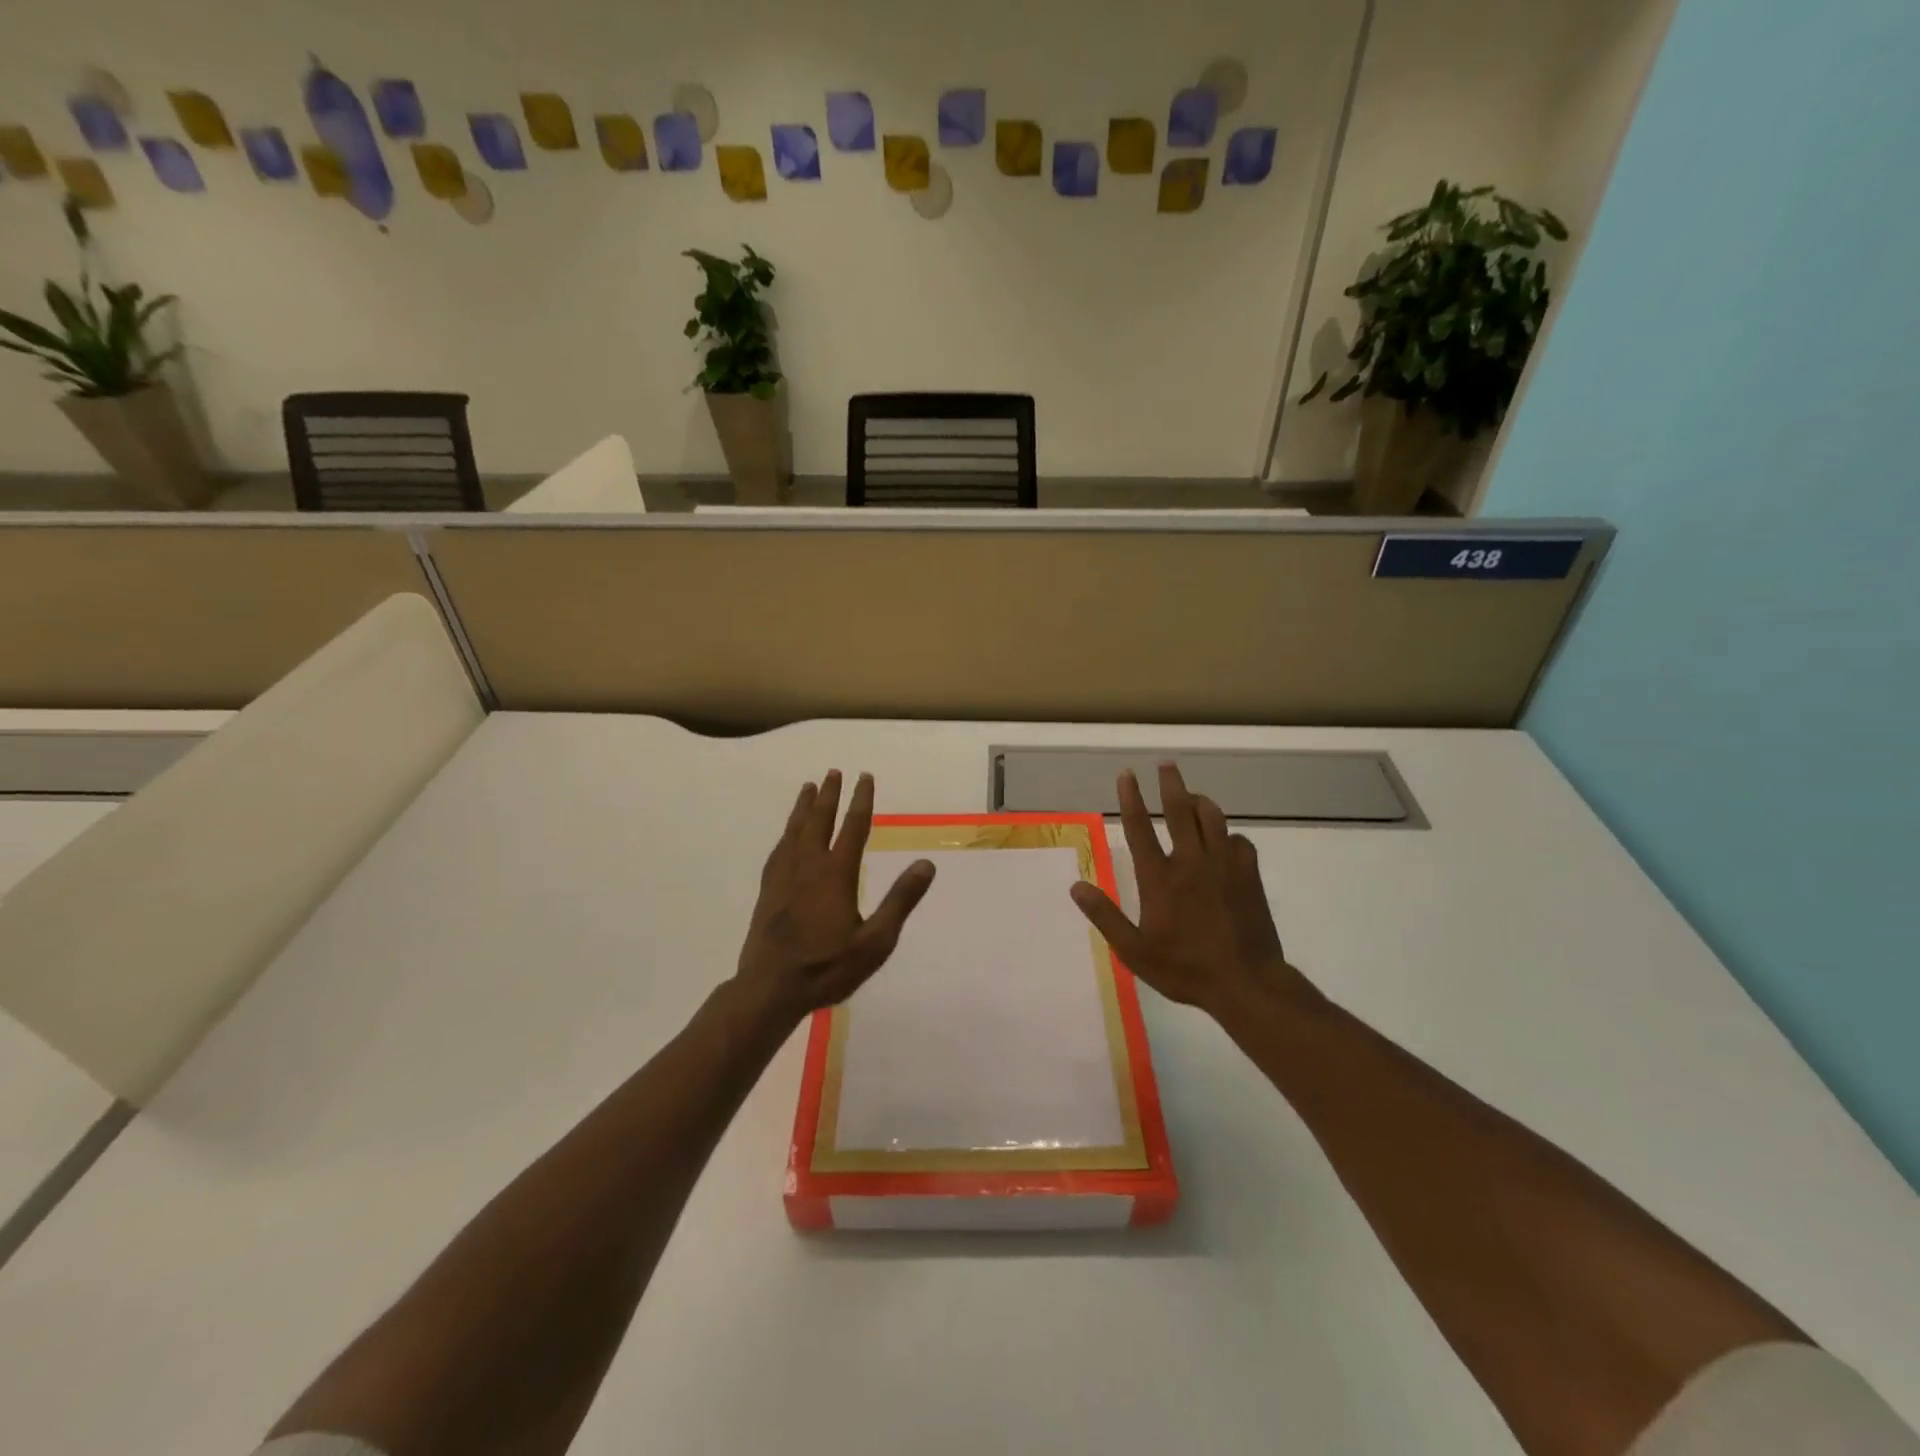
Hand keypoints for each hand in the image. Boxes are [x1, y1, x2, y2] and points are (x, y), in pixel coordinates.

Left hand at [732, 770, 935, 1027]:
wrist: (771, 988)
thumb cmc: (828, 967)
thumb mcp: (876, 942)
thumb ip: (900, 900)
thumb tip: (926, 864)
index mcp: (836, 874)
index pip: (852, 827)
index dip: (860, 800)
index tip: (865, 776)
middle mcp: (808, 866)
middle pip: (819, 820)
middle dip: (828, 795)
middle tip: (833, 771)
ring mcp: (784, 877)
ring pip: (795, 831)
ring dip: (804, 807)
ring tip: (808, 787)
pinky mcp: (768, 890)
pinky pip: (778, 850)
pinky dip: (786, 833)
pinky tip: (787, 835)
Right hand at [1069, 764, 1317, 1020]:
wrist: (1246, 983)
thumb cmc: (1185, 969)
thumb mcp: (1134, 951)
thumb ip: (1105, 916)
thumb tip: (1076, 887)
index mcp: (1159, 878)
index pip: (1139, 828)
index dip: (1131, 798)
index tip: (1127, 774)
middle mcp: (1190, 862)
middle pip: (1179, 810)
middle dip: (1170, 783)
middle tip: (1165, 764)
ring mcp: (1223, 866)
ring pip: (1212, 818)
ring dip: (1199, 801)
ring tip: (1191, 795)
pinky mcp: (1248, 875)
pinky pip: (1238, 840)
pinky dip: (1226, 833)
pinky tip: (1223, 839)